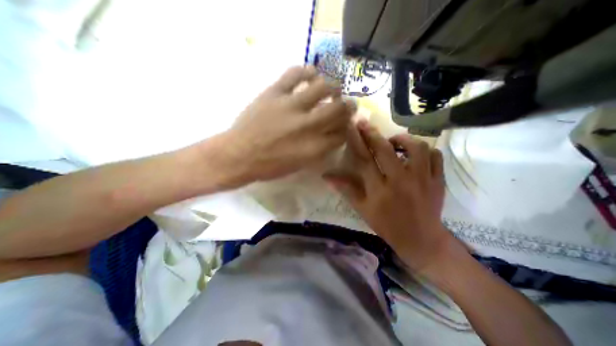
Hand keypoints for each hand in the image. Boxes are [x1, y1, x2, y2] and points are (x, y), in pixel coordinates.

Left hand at [225, 64, 353, 183]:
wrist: (239, 155)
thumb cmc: (270, 166)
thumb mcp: (300, 165)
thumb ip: (319, 150)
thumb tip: (330, 136)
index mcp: (314, 147)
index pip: (342, 134)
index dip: (346, 128)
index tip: (344, 125)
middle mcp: (308, 126)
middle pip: (339, 110)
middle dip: (349, 107)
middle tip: (349, 104)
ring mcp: (291, 107)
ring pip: (323, 87)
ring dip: (333, 87)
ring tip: (333, 88)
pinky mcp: (275, 93)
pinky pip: (295, 74)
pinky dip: (307, 71)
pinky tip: (311, 74)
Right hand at [325, 120, 459, 273]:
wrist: (421, 239)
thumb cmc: (387, 225)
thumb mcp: (362, 209)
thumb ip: (346, 189)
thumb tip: (327, 176)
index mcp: (380, 190)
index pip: (365, 160)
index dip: (357, 141)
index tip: (352, 127)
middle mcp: (401, 181)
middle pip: (386, 150)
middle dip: (373, 134)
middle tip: (365, 124)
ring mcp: (424, 180)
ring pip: (417, 148)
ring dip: (403, 139)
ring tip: (394, 142)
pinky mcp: (439, 181)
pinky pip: (436, 156)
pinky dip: (426, 150)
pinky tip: (416, 154)